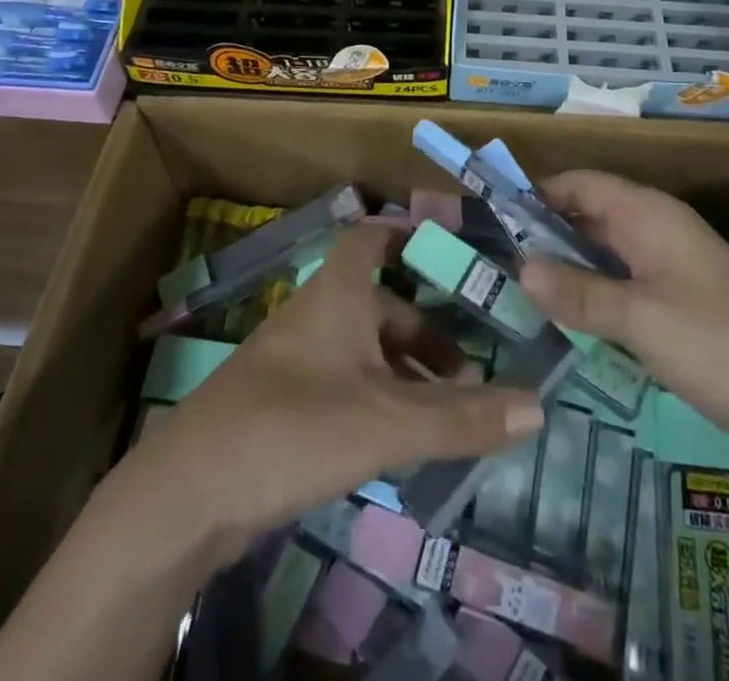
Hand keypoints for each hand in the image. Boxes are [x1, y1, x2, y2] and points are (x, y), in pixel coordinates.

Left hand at [136, 221, 545, 558]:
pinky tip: (401, 438)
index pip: (373, 237)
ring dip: (406, 370)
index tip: (455, 247)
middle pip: (381, 303)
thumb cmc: (294, 426)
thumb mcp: (387, 422)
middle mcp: (317, 314)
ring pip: (364, 348)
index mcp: (338, 293)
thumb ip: (462, 417)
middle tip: (473, 364)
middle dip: (427, 330)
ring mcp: (296, 359)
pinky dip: (379, 398)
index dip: (410, 233)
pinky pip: (345, 383)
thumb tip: (540, 407)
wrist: (187, 494)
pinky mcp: (283, 403)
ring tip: (449, 409)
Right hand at [516, 171, 728, 468]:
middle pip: (588, 218)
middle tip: (489, 264)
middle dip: (542, 236)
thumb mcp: (643, 319)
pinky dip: (593, 301)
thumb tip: (521, 267)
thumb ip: (581, 293)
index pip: (579, 184)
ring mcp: (671, 272)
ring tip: (511, 295)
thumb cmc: (727, 342)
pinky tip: (564, 328)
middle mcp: (656, 232)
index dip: (534, 193)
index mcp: (647, 214)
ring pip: (605, 258)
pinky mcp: (682, 310)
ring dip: (566, 272)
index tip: (488, 216)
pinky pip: (624, 291)